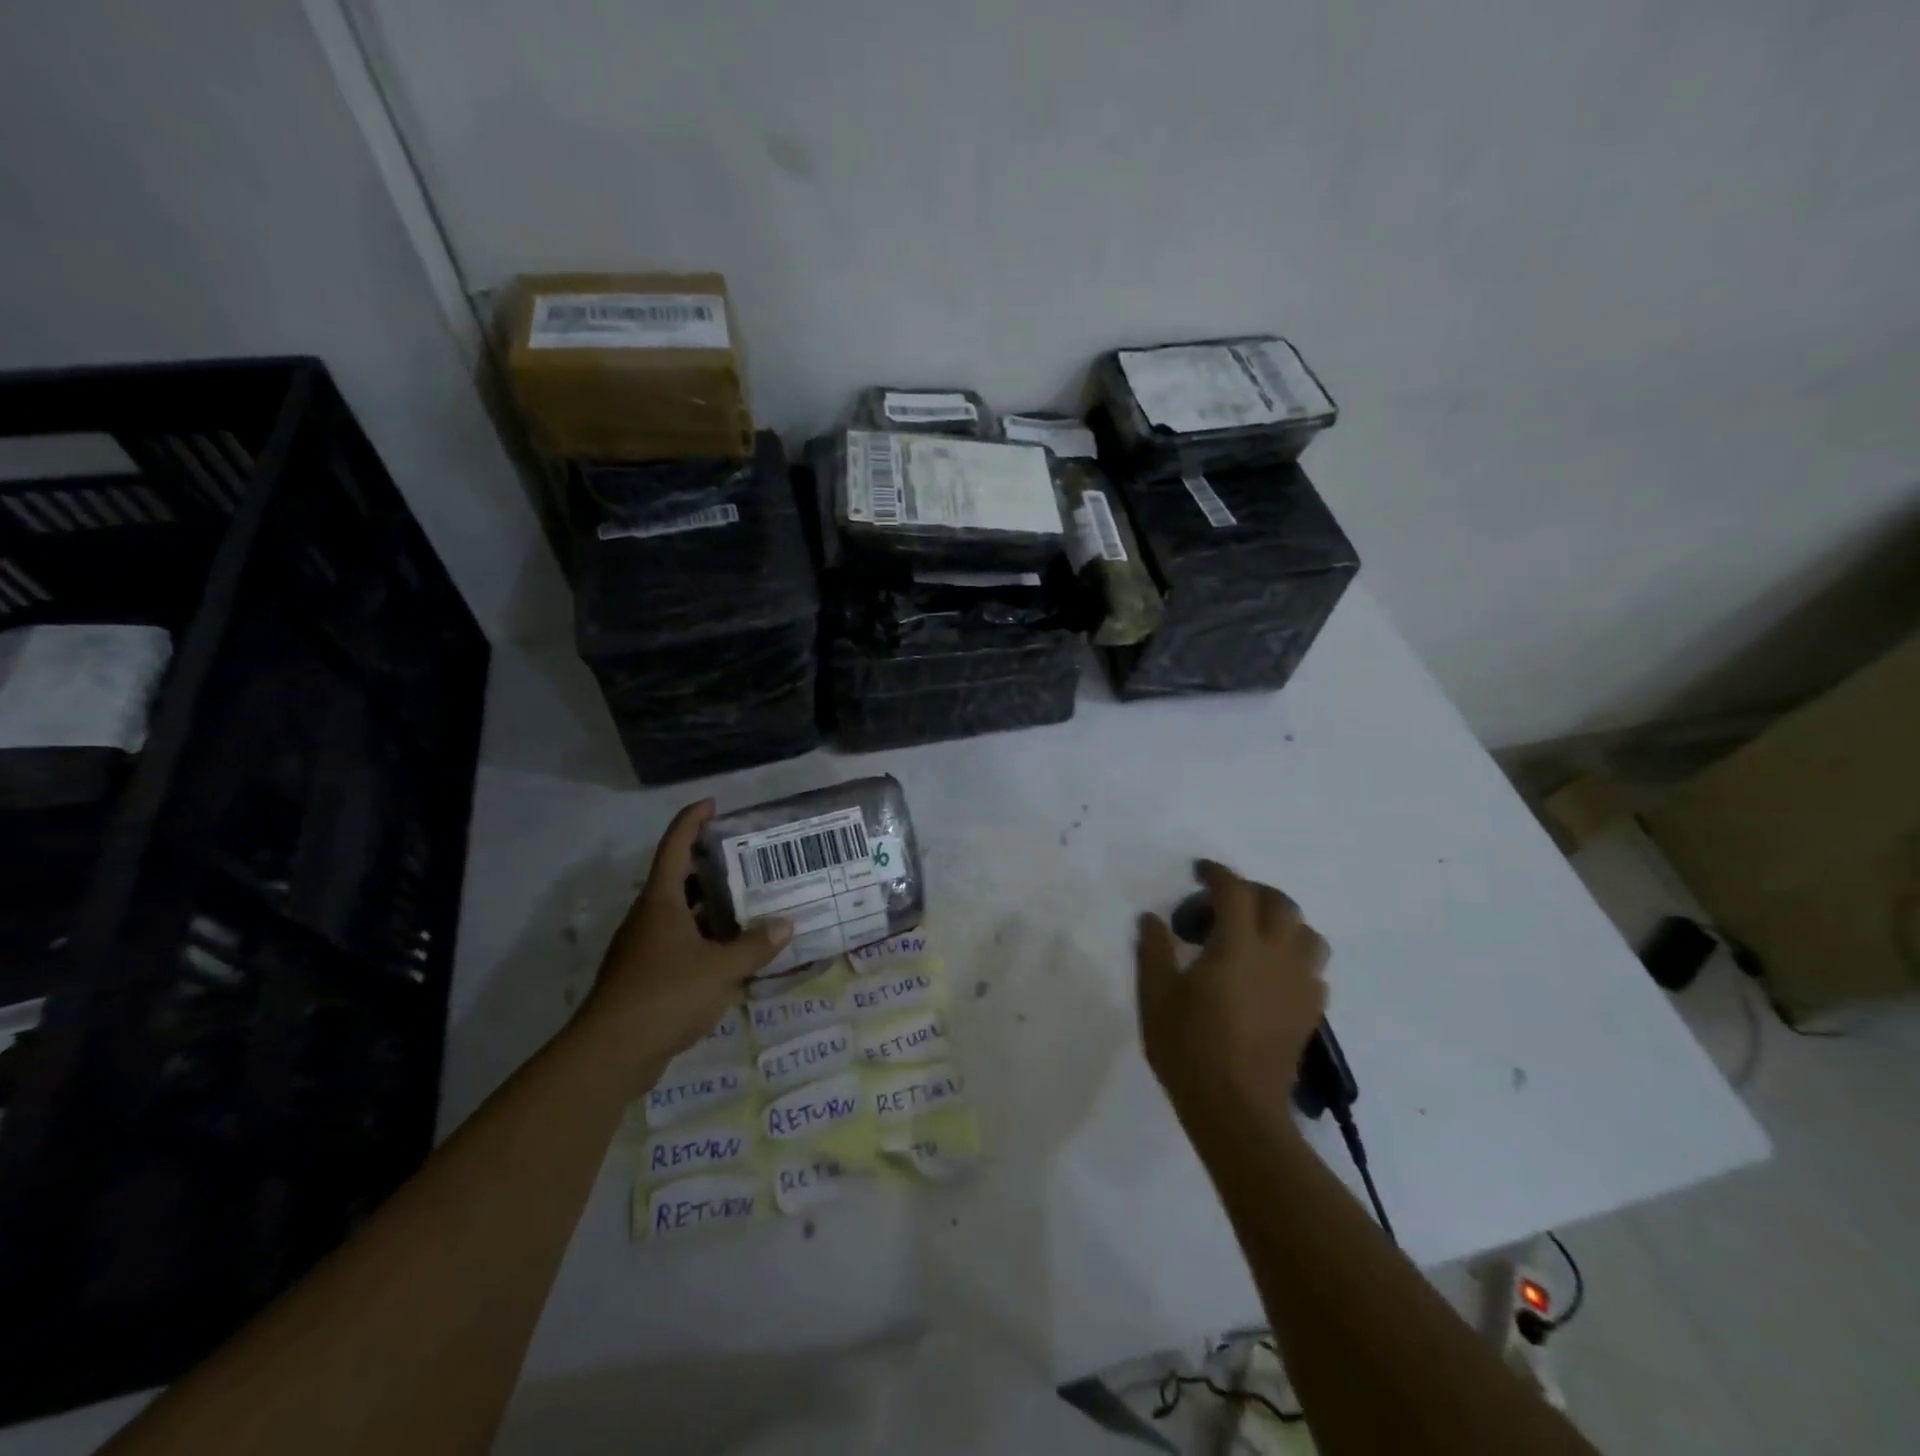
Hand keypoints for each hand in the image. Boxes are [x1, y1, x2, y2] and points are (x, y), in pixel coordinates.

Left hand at [583, 800, 791, 1069]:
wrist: (611, 1053)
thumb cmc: (666, 994)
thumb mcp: (721, 968)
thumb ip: (755, 946)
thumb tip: (786, 924)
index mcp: (661, 902)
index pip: (674, 847)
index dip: (691, 821)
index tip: (712, 804)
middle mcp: (648, 918)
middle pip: (676, 879)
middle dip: (707, 866)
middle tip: (745, 860)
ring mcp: (643, 948)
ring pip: (679, 915)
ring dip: (708, 907)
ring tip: (747, 904)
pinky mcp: (644, 977)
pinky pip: (678, 944)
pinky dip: (703, 940)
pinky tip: (730, 953)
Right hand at [1136, 860, 1328, 1109]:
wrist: (1238, 1110)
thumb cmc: (1190, 1049)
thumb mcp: (1156, 997)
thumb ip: (1154, 950)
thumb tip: (1152, 918)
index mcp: (1237, 946)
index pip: (1235, 891)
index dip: (1217, 874)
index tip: (1199, 872)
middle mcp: (1277, 956)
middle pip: (1280, 903)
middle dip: (1252, 892)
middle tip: (1224, 903)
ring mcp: (1300, 985)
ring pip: (1307, 933)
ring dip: (1281, 922)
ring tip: (1254, 935)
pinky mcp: (1311, 1012)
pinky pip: (1313, 969)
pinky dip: (1294, 957)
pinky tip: (1270, 975)